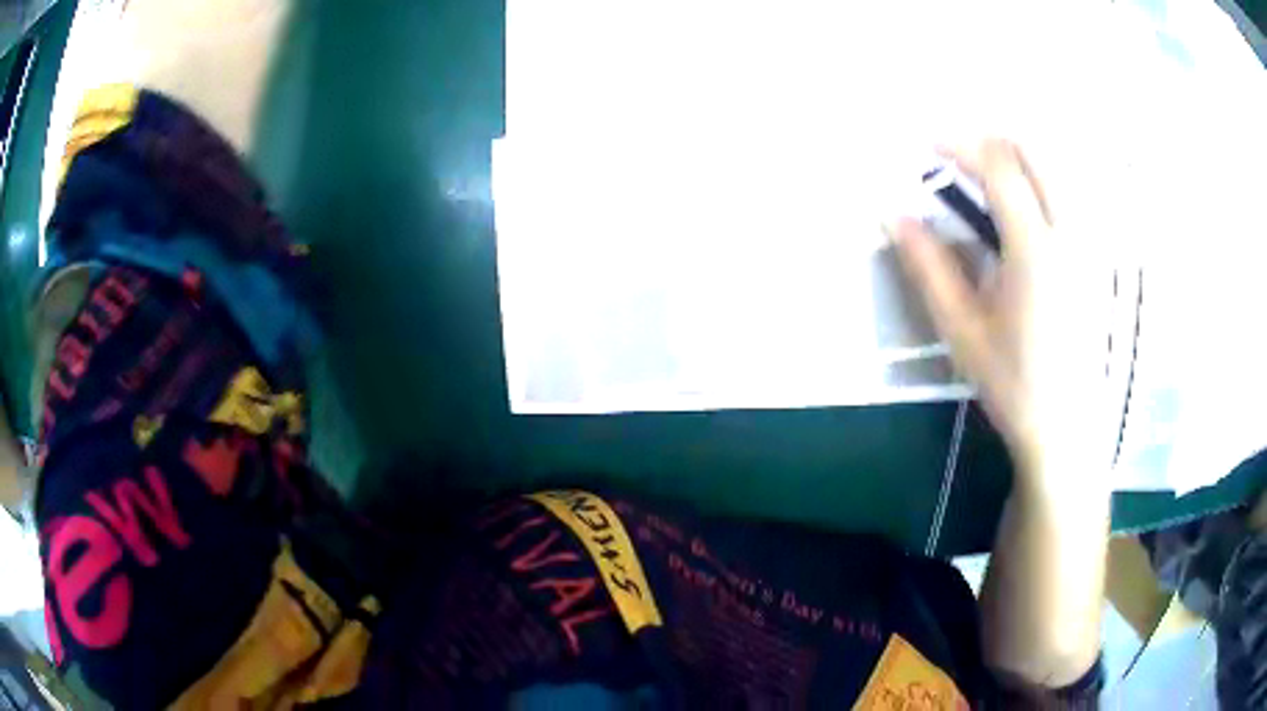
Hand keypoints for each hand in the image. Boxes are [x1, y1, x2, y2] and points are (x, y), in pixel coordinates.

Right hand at [890, 139, 1108, 481]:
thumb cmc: (1014, 385)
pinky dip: (1042, 178)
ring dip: (1018, 154)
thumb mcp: (963, 331)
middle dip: (991, 139)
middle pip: (1034, 152)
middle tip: (957, 152)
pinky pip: (1071, 193)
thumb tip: (895, 215)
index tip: (926, 144)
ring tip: (986, 171)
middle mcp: (1069, 233)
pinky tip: (1025, 202)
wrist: (1068, 429)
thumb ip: (929, 267)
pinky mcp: (1097, 257)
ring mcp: (1089, 243)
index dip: (958, 144)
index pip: (997, 167)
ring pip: (1057, 167)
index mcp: (1034, 250)